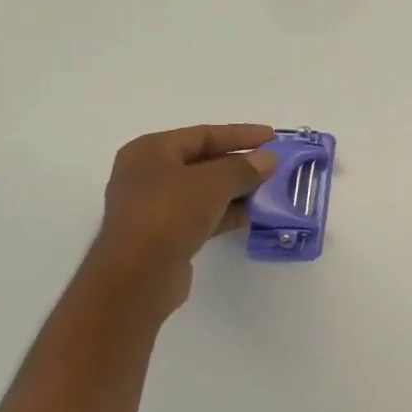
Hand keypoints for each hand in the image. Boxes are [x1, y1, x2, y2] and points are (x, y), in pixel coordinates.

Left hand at [89, 125, 276, 312]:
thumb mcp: (213, 183)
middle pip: (203, 161)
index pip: (203, 134)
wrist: (137, 277)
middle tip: (274, 164)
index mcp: (150, 152)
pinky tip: (251, 216)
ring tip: (269, 190)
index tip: (273, 137)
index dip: (241, 134)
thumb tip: (268, 159)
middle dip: (240, 164)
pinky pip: (201, 215)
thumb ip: (244, 168)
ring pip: (204, 190)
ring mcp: (154, 207)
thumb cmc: (169, 215)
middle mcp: (148, 175)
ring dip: (236, 190)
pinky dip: (225, 213)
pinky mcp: (164, 234)